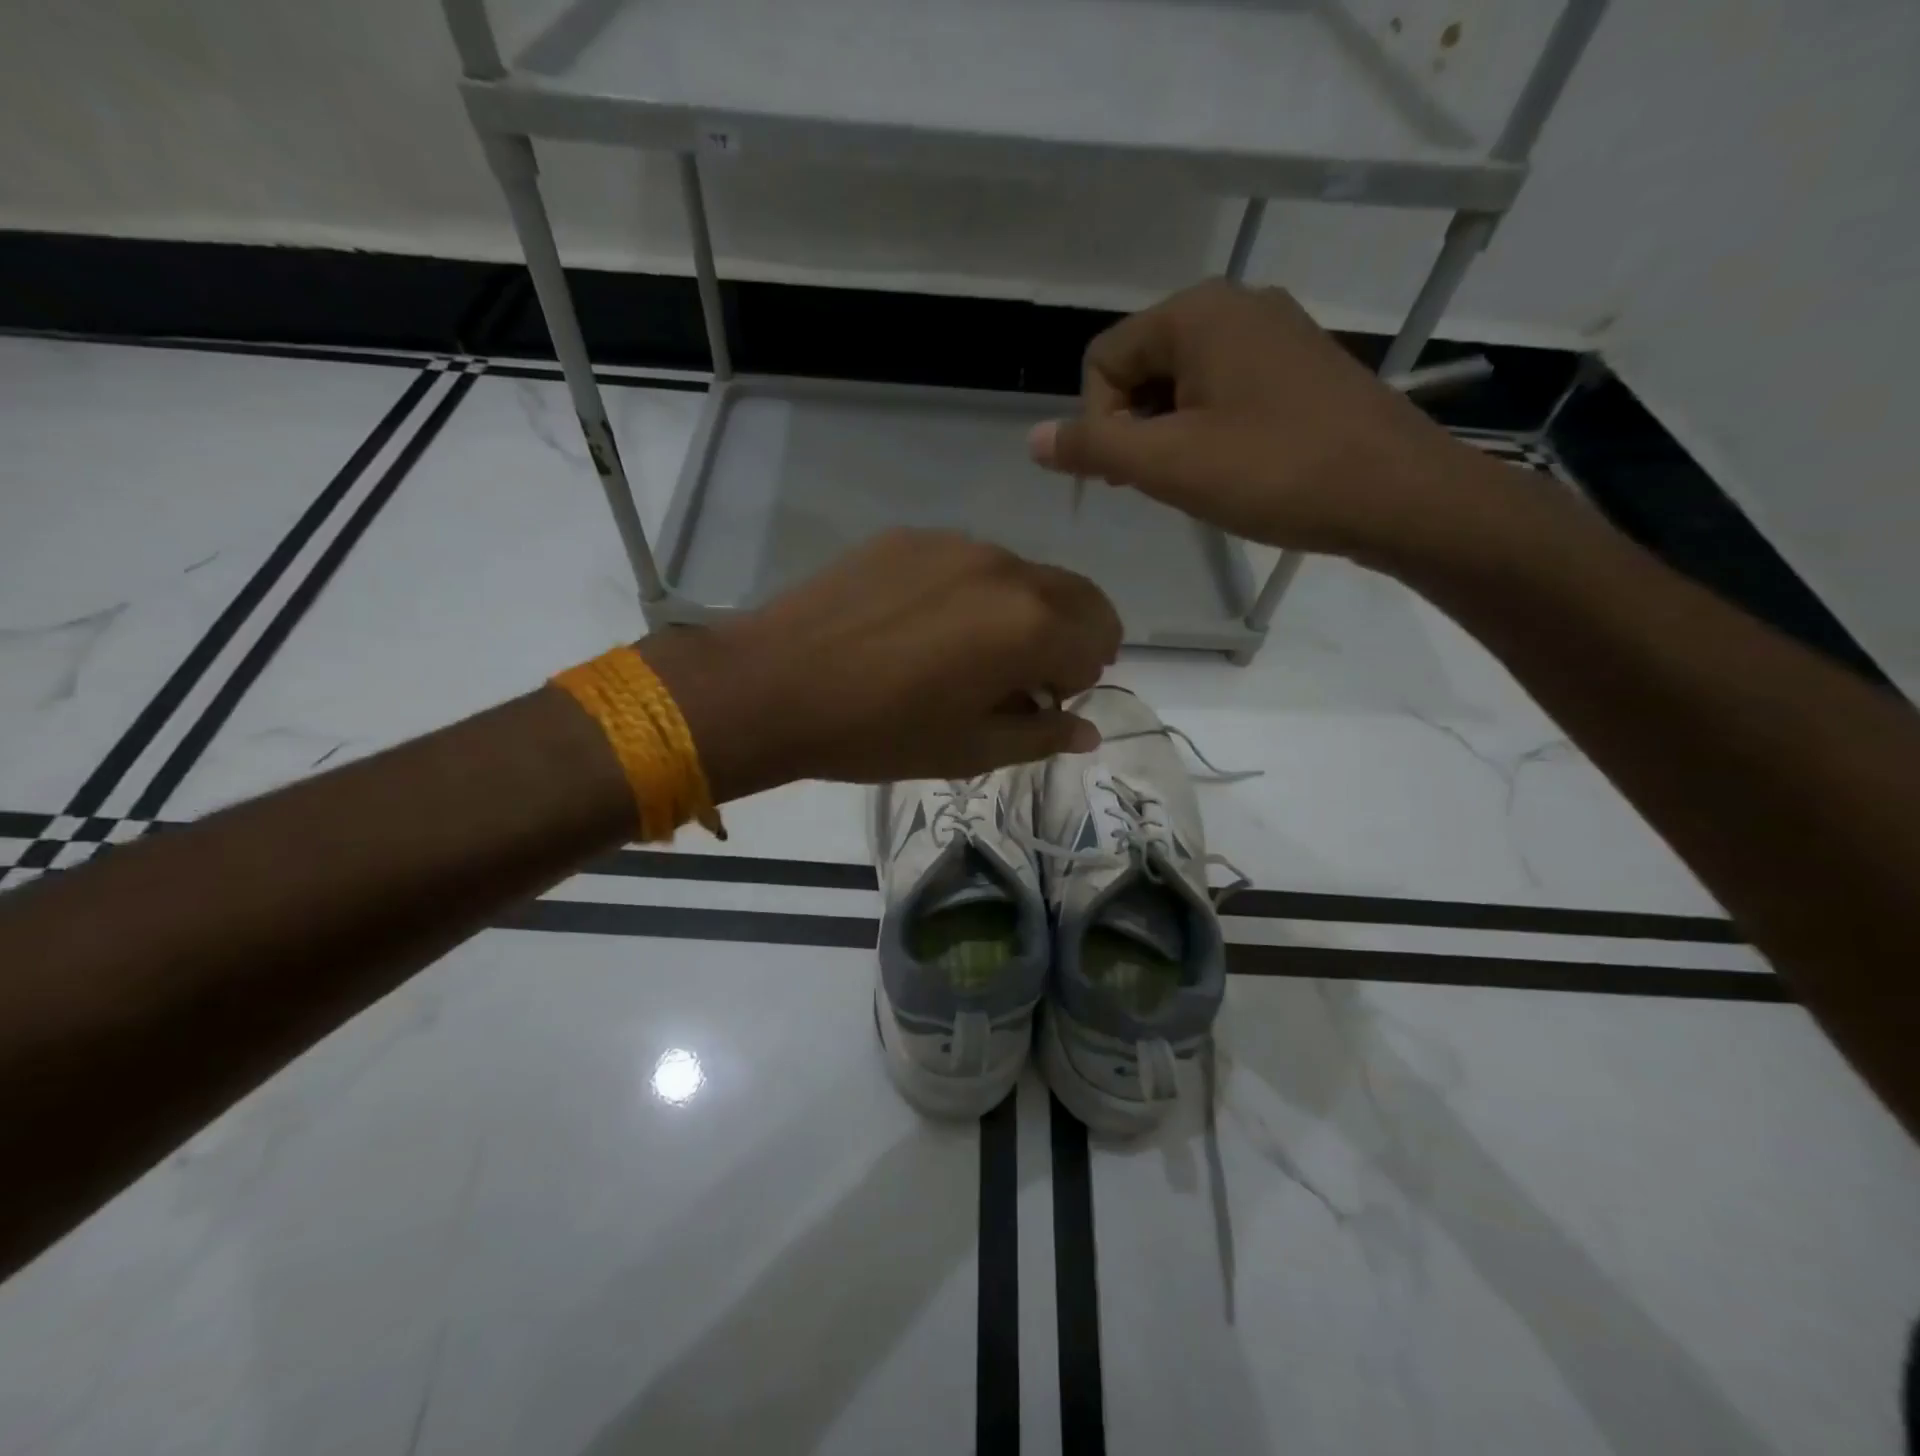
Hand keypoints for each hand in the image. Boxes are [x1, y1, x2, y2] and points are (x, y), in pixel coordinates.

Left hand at [639, 530, 1122, 800]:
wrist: (774, 685)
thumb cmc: (880, 732)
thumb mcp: (970, 750)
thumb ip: (1042, 736)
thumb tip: (1087, 730)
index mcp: (1031, 624)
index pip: (1100, 639)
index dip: (1082, 677)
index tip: (1045, 701)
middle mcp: (1005, 568)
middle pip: (1073, 594)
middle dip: (1067, 636)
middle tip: (1021, 677)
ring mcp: (954, 544)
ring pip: (1019, 575)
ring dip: (1017, 612)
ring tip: (961, 654)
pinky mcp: (909, 536)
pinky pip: (965, 563)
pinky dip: (969, 593)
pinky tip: (919, 627)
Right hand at [1027, 280, 1493, 563]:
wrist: (1396, 493)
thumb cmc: (1273, 473)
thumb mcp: (1168, 465)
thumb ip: (1093, 447)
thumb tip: (1032, 438)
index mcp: (1197, 313)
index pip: (1103, 360)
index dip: (1099, 423)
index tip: (1131, 474)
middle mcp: (1235, 305)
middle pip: (1142, 366)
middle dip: (1134, 427)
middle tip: (1159, 482)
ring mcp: (1275, 332)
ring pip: (1182, 382)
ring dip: (1169, 434)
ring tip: (1197, 480)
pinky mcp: (1300, 365)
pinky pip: (1225, 390)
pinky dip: (1208, 428)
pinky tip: (1231, 468)